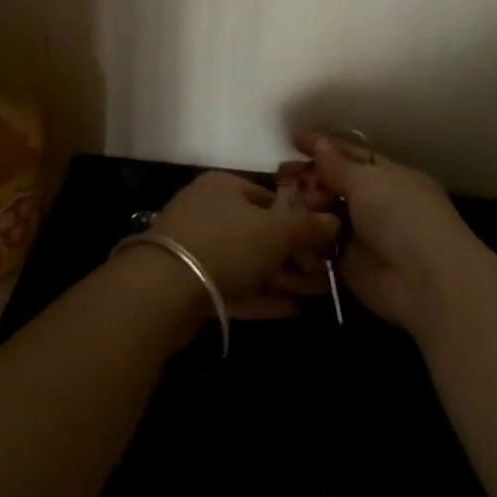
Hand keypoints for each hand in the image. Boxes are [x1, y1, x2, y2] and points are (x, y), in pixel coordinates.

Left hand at [146, 171, 340, 319]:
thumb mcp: (275, 232)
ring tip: (317, 294)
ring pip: (248, 261)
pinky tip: (290, 310)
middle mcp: (209, 210)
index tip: (323, 241)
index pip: (270, 195)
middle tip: (324, 274)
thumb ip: (307, 226)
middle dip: (293, 253)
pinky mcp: (188, 283)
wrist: (162, 289)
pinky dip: (260, 296)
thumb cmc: (226, 244)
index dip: (298, 217)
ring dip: (281, 277)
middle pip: (259, 230)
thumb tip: (334, 220)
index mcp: (225, 186)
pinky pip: (233, 286)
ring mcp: (196, 247)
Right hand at [280, 132, 487, 336]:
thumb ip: (337, 165)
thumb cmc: (402, 217)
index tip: (294, 140)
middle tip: (281, 175)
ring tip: (282, 201)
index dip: (324, 146)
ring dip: (305, 207)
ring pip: (325, 214)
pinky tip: (285, 228)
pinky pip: (321, 246)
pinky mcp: (349, 264)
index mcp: (389, 176)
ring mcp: (362, 234)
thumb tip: (318, 143)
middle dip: (309, 178)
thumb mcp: (368, 181)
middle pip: (335, 184)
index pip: (351, 155)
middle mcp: (376, 202)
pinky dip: (305, 238)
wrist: (426, 283)